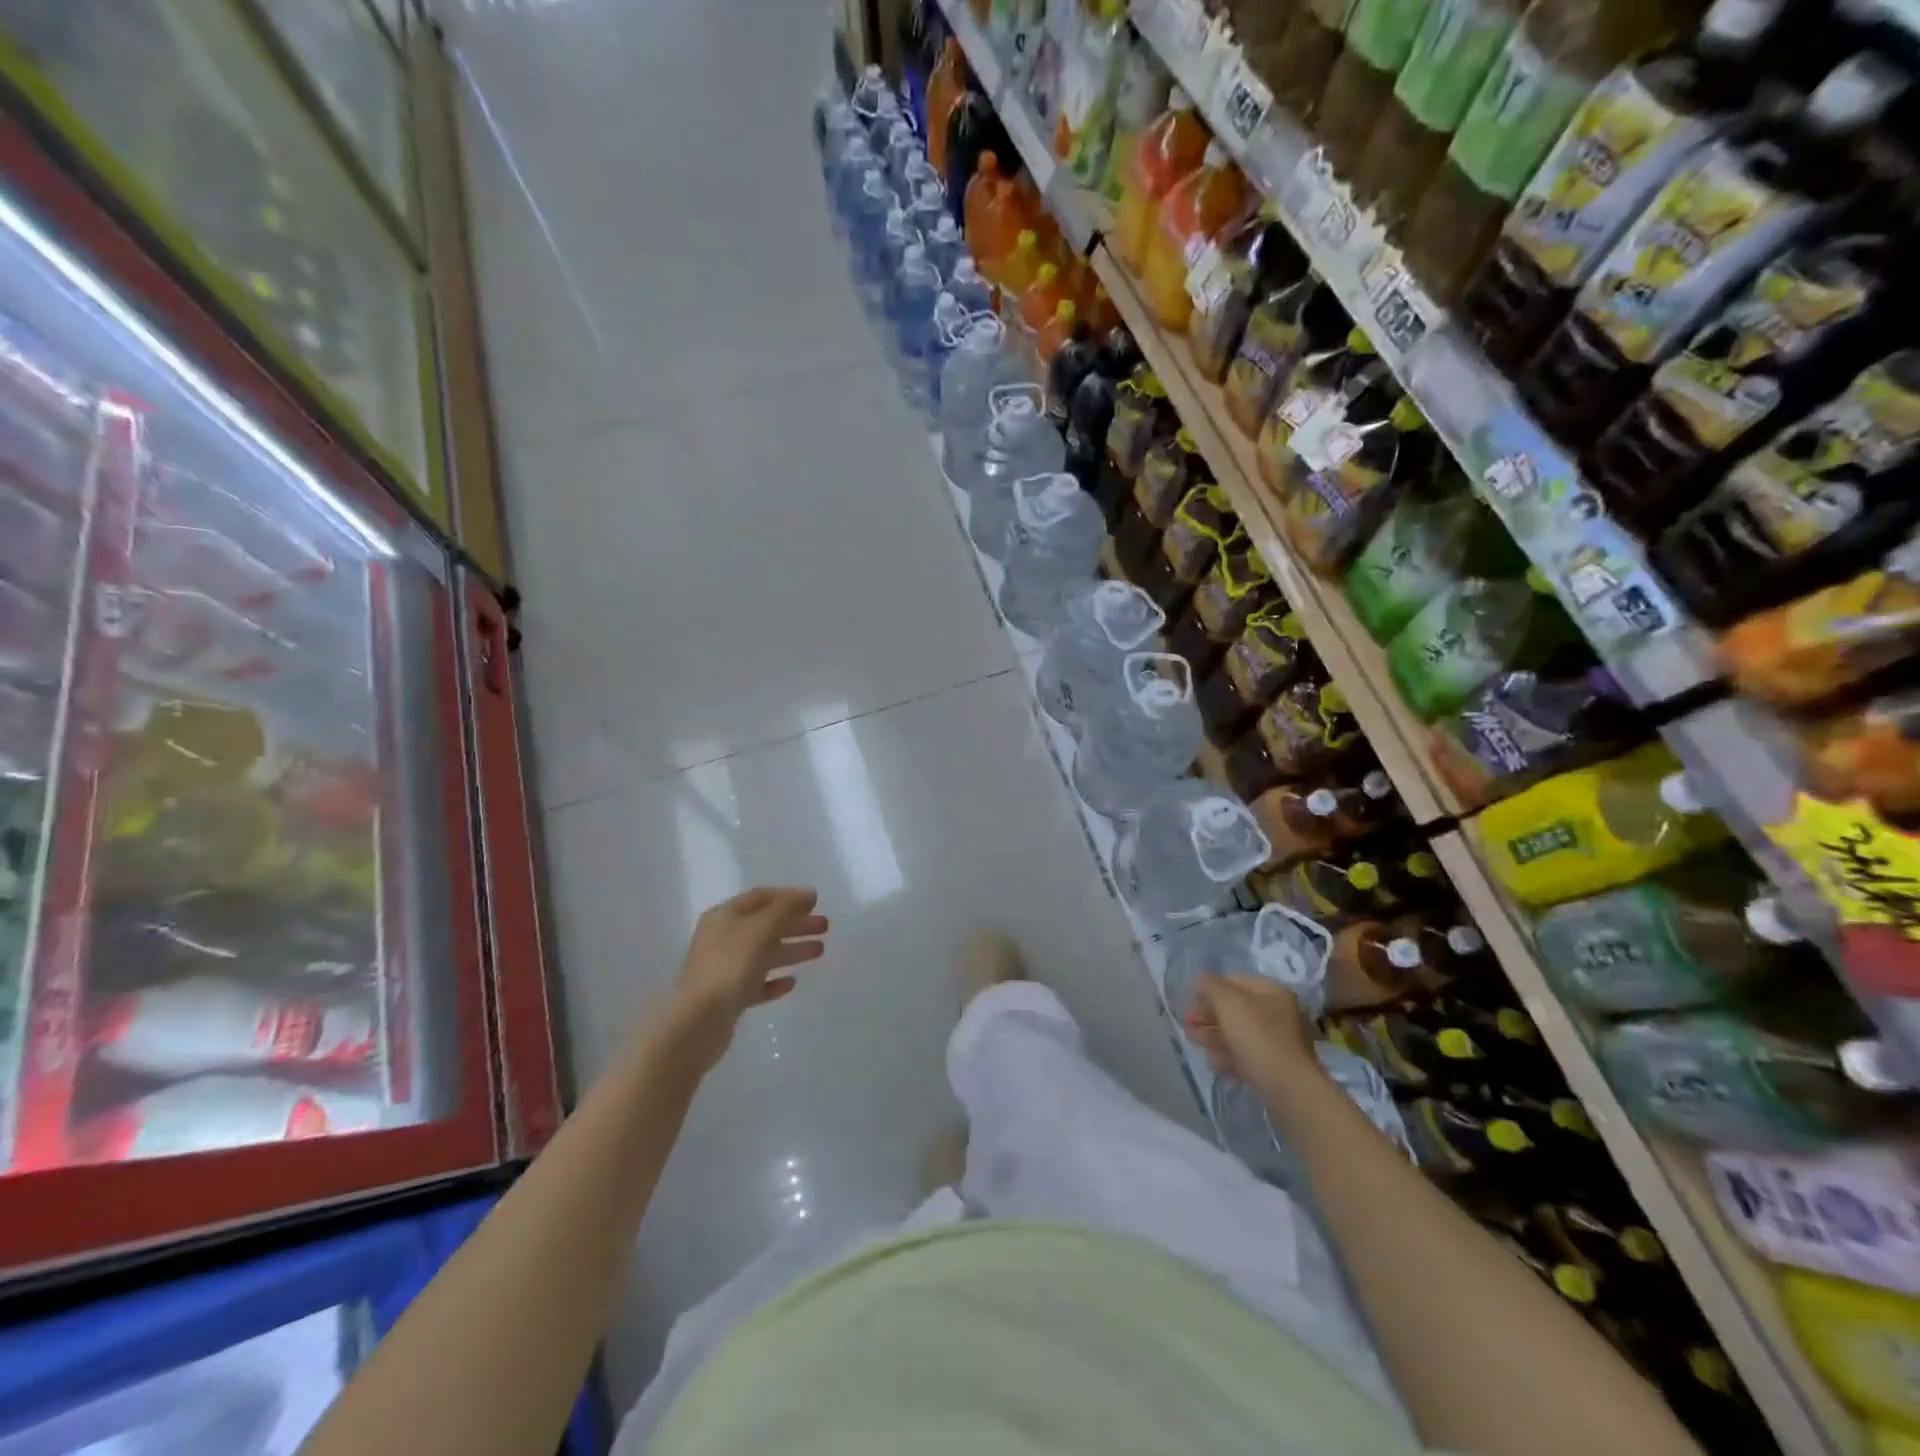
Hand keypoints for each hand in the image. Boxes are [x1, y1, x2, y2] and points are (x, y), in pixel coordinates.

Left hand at [665, 888, 828, 1067]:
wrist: (697, 1022)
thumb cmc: (731, 966)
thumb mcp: (762, 928)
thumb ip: (787, 909)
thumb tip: (808, 895)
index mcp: (725, 916)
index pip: (760, 897)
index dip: (789, 897)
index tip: (816, 902)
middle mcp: (722, 938)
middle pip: (764, 925)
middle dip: (795, 923)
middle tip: (825, 927)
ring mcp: (723, 969)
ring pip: (763, 953)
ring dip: (791, 949)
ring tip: (820, 951)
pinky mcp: (727, 998)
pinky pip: (756, 983)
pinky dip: (774, 980)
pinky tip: (792, 983)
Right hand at [1182, 973, 1321, 1097]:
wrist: (1288, 1089)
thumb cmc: (1257, 1036)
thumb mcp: (1228, 1002)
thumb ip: (1211, 986)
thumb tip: (1201, 979)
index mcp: (1273, 993)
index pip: (1235, 981)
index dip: (1210, 987)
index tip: (1190, 998)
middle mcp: (1278, 1015)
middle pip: (1235, 1009)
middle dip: (1208, 1014)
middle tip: (1186, 1021)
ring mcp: (1277, 1044)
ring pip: (1238, 1034)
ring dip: (1212, 1034)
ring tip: (1191, 1038)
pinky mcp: (1273, 1069)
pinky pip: (1245, 1056)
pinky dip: (1227, 1056)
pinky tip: (1211, 1061)